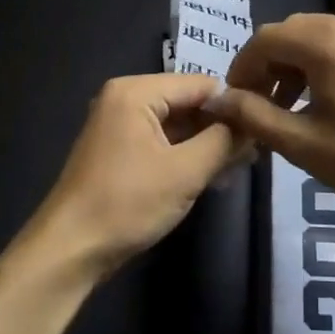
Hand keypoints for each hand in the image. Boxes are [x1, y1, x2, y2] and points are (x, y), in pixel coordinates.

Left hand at [27, 73, 248, 278]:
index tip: (264, 127)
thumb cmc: (127, 203)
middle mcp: (124, 99)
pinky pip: (161, 142)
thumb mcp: (185, 171)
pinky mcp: (119, 152)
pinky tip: (213, 174)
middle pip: (186, 102)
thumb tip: (251, 122)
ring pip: (176, 125)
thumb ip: (223, 141)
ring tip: (241, 165)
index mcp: (135, 92)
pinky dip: (186, 155)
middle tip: (256, 151)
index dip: (233, 104)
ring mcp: (119, 126)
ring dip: (206, 144)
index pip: (199, 84)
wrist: (70, 249)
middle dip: (220, 126)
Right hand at [206, 14, 334, 226]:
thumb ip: (253, 115)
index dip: (242, 68)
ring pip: (319, 37)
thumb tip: (218, 100)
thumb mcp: (302, 143)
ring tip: (289, 108)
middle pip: (292, 33)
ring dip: (295, 66)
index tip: (235, 102)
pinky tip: (326, 101)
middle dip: (268, 65)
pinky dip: (324, 64)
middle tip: (259, 106)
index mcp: (328, 41)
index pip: (265, 39)